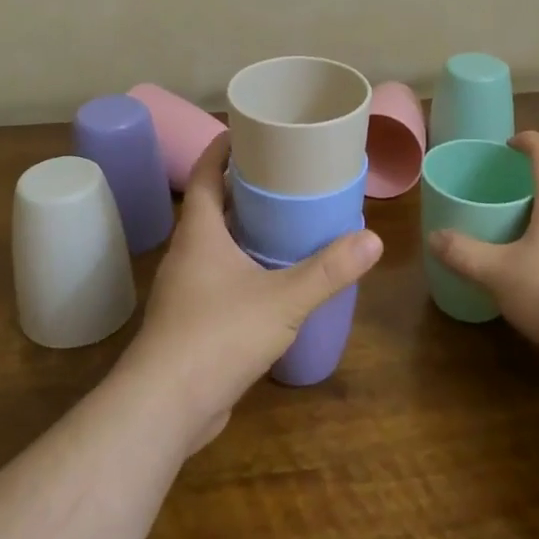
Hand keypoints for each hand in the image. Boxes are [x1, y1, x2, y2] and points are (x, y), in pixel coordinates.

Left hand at [124, 133, 382, 448]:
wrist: (164, 407)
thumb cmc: (218, 335)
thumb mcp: (283, 299)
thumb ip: (328, 271)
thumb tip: (373, 239)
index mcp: (199, 233)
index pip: (205, 174)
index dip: (222, 149)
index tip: (249, 131)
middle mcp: (187, 254)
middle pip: (211, 206)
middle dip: (242, 188)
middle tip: (284, 175)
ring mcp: (185, 290)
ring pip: (215, 246)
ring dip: (243, 230)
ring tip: (285, 223)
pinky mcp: (191, 323)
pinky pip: (218, 280)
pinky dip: (242, 268)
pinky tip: (272, 281)